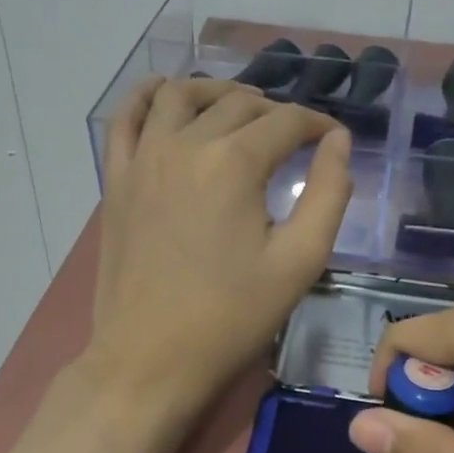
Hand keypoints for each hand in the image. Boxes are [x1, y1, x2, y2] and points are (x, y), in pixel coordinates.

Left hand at [0, 77, 348, 452]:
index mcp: (234, 163)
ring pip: (179, 95)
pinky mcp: (115, 180)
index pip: (285, 122)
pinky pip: (125, 118)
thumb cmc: (231, 318)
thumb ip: (329, 195)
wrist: (150, 360)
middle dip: (273, 111)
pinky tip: (164, 97)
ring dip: (215, 92)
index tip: (332, 137)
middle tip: (292, 138)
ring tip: (238, 110)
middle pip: (236, 103)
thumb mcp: (299, 263)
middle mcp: (184, 145)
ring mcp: (142, 159)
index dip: (316, 123)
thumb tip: (338, 141)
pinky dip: (146, 97)